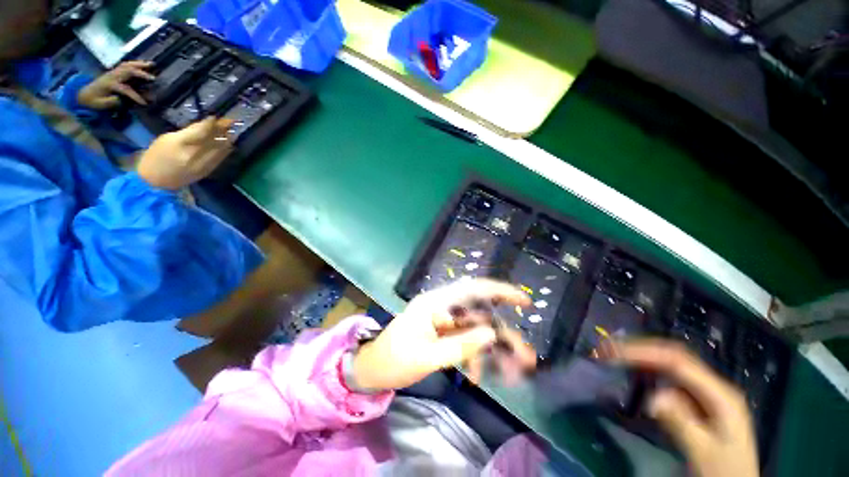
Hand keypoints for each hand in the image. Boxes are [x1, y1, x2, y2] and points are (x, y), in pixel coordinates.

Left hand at [77, 61, 154, 109]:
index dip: (135, 96)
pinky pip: (125, 64)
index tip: (144, 104)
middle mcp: (112, 76)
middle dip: (141, 74)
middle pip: (128, 71)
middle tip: (154, 78)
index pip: (125, 89)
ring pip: (127, 65)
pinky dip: (135, 63)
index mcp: (109, 85)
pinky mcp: (114, 71)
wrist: (85, 94)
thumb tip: (123, 99)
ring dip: (140, 64)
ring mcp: (113, 72)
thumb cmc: (93, 101)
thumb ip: (111, 102)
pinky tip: (143, 64)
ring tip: (152, 64)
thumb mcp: (100, 105)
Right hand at [137, 117, 233, 190]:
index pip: (202, 130)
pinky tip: (228, 144)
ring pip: (221, 149)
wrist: (155, 182)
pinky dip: (225, 150)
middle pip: (215, 139)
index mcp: (180, 143)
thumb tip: (205, 124)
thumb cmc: (156, 156)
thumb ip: (188, 132)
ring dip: (228, 139)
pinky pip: (221, 158)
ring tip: (231, 132)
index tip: (217, 117)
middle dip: (224, 130)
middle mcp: (194, 154)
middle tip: (230, 122)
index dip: (212, 123)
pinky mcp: (208, 171)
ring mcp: (203, 164)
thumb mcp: (168, 138)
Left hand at [352, 279, 535, 390]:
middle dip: (503, 336)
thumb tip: (491, 334)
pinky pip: (465, 341)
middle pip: (479, 315)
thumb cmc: (393, 361)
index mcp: (435, 303)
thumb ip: (460, 345)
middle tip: (526, 358)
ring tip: (513, 375)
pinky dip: (475, 357)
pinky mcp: (442, 333)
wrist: (371, 370)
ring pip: (476, 330)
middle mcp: (442, 307)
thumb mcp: (426, 357)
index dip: (499, 291)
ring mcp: (443, 321)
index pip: (471, 289)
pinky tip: (477, 376)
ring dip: (493, 351)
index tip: (523, 301)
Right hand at [604, 340, 758, 476]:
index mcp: (721, 395)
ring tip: (614, 354)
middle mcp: (713, 385)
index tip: (613, 353)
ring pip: (671, 362)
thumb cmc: (723, 471)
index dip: (644, 353)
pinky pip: (670, 376)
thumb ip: (682, 424)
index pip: (677, 362)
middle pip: (674, 355)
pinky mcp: (698, 399)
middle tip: (607, 349)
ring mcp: (706, 391)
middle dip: (640, 348)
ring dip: (642, 355)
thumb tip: (653, 398)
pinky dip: (649, 369)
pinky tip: (635, 371)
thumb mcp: (703, 453)